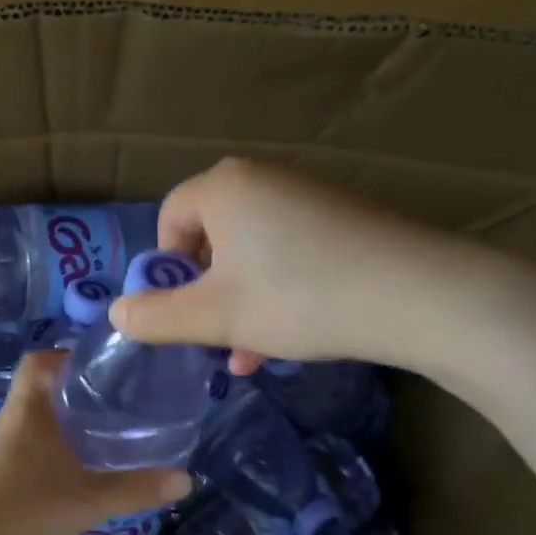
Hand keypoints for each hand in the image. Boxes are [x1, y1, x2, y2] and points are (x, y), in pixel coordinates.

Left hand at [0, 352, 190, 534]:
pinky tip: (84, 477)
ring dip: (71, 430)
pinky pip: (32, 456)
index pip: (40, 361)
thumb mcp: (86, 502)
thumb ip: (135, 489)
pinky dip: (58, 458)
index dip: (69, 356)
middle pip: (45, 394)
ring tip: (113, 439)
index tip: (107, 368)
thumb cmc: (20, 516)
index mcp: (27, 412)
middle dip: (83, 396)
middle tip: (125, 404)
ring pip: (39, 428)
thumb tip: (186, 479)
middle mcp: (10, 425)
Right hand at [107, 157, 490, 375]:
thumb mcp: (217, 317)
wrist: (419, 294)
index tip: (181, 310)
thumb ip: (158, 317)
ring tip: (248, 354)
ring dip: (241, 304)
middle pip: (211, 238)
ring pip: (251, 254)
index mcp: (225, 188)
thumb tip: (117, 313)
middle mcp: (264, 180)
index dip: (166, 269)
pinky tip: (286, 340)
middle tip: (214, 337)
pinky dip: (277, 293)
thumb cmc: (300, 298)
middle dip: (205, 295)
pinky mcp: (342, 220)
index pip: (170, 217)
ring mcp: (308, 197)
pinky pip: (289, 254)